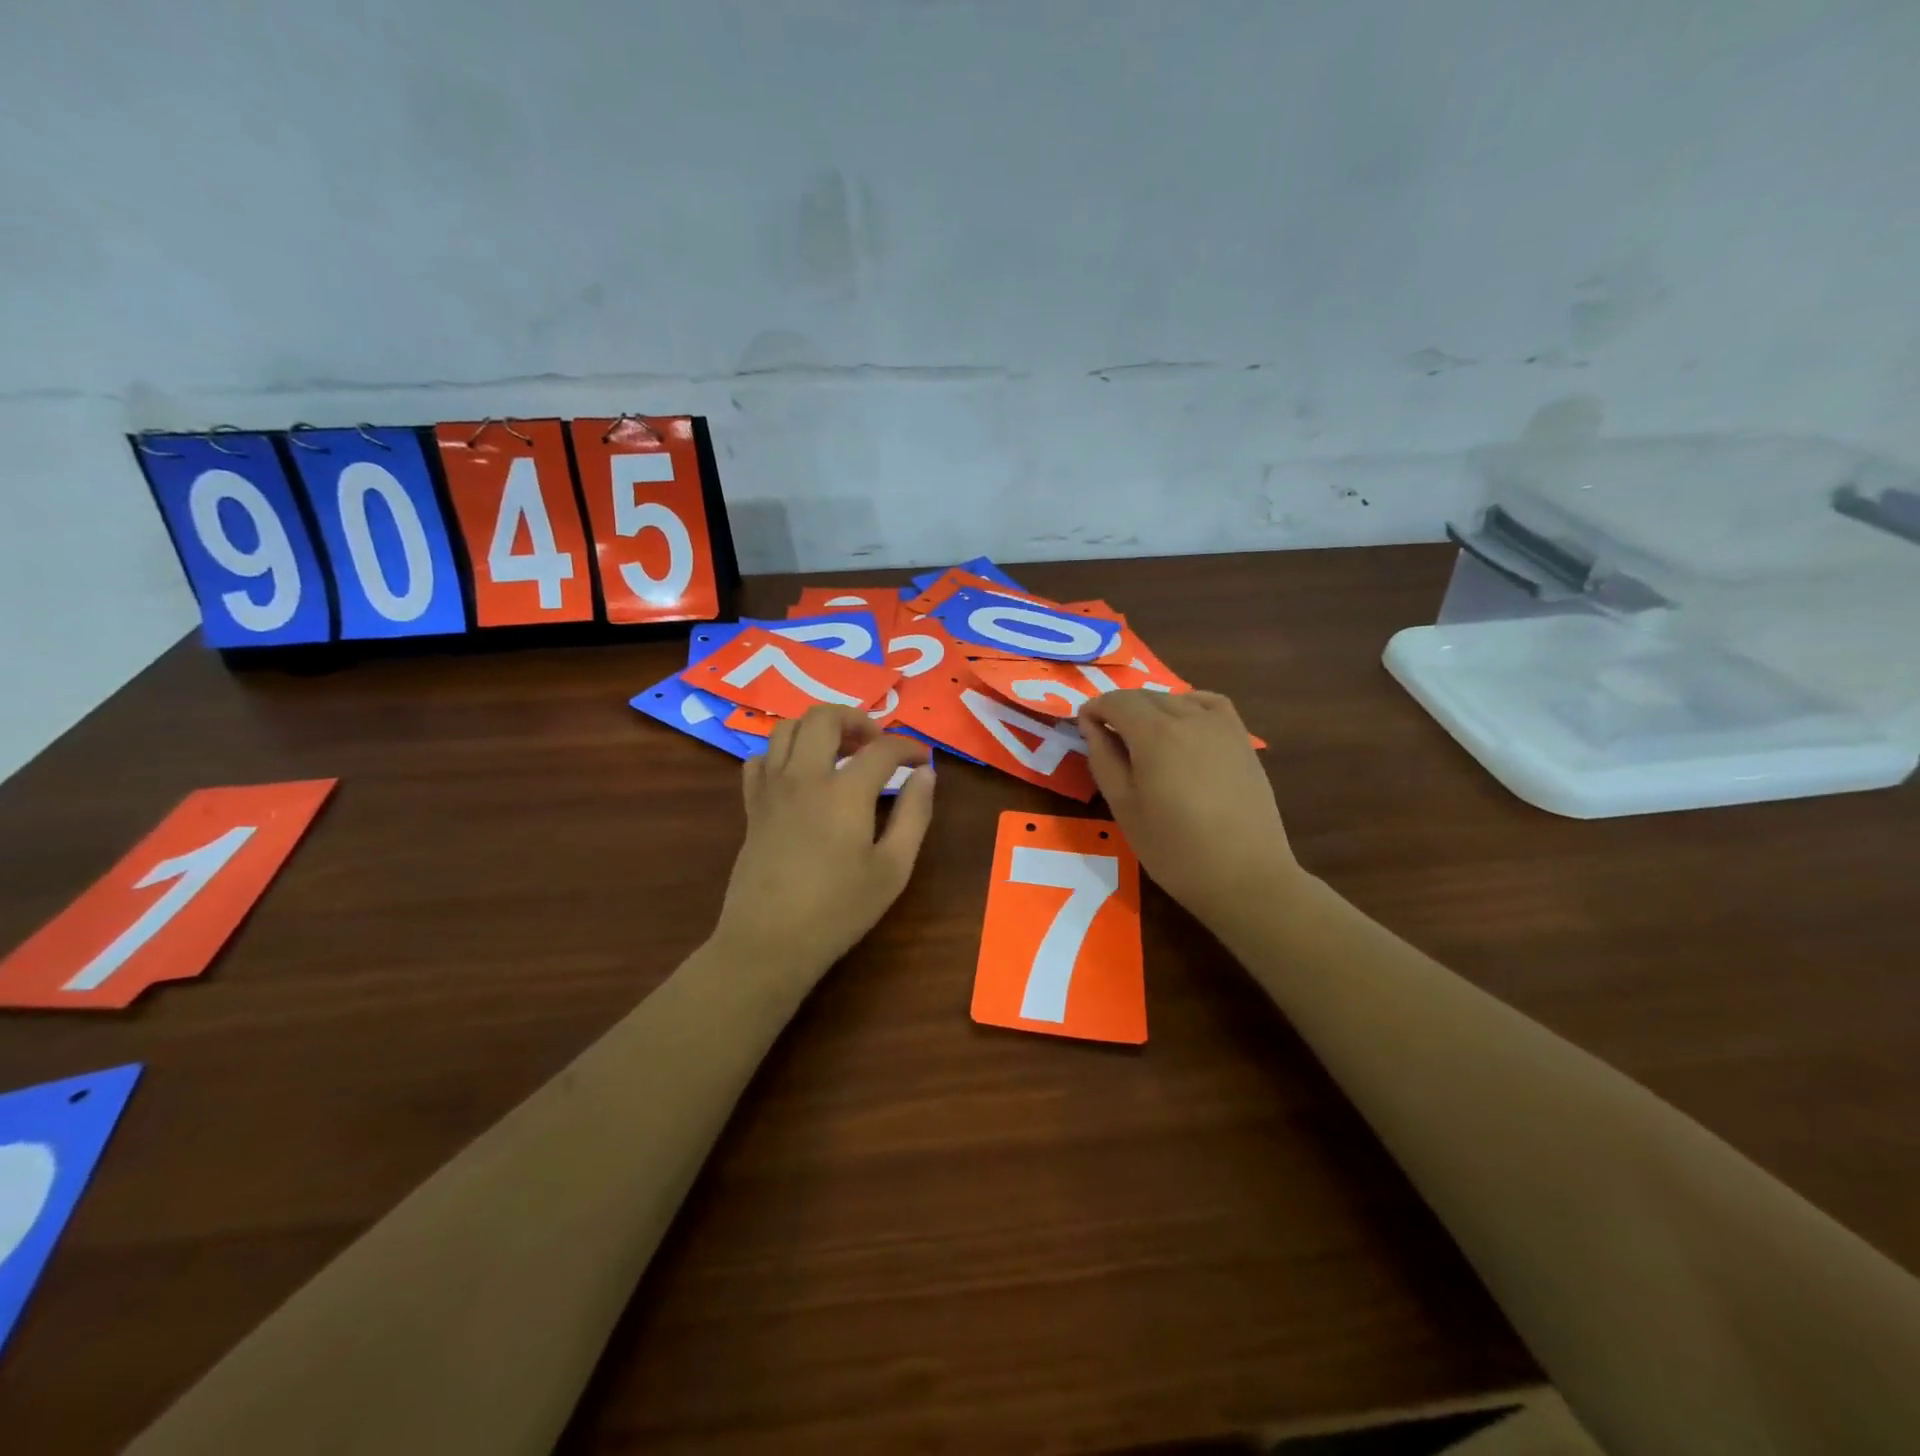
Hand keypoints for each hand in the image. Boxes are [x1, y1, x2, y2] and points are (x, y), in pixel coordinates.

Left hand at [713, 705, 935, 978]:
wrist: (769, 941)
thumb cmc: (839, 909)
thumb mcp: (893, 868)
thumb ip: (914, 814)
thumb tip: (925, 774)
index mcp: (845, 791)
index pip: (883, 748)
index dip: (909, 747)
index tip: (923, 760)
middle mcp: (805, 776)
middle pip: (825, 717)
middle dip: (857, 719)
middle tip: (877, 745)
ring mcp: (772, 788)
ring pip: (787, 728)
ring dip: (817, 729)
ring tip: (839, 752)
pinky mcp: (752, 806)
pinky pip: (760, 759)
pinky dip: (782, 754)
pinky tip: (799, 775)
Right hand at [1077, 690, 1300, 929]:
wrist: (1245, 876)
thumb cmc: (1173, 848)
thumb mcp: (1124, 807)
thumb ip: (1103, 759)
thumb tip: (1091, 725)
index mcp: (1154, 734)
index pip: (1117, 701)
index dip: (1094, 708)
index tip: (1083, 726)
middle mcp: (1188, 718)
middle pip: (1145, 697)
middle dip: (1120, 709)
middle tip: (1107, 738)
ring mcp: (1221, 726)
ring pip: (1176, 699)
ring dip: (1152, 709)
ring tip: (1143, 738)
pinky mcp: (1242, 740)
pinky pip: (1211, 704)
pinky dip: (1189, 705)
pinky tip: (1183, 725)